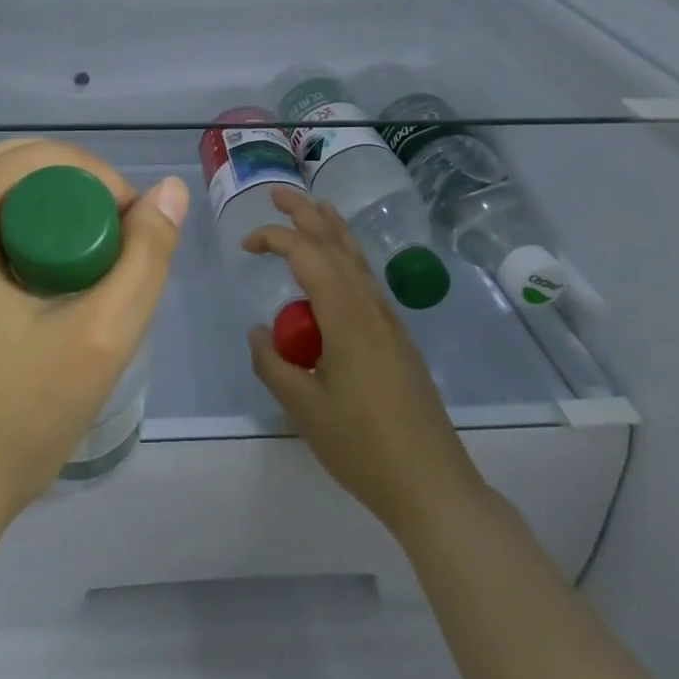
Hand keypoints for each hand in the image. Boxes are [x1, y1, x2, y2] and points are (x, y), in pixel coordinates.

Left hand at [0, 139, 187, 535]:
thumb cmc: (7, 422)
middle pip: (19, 167)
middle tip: (112, 256)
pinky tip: (39, 285)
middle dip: (76, 198)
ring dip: (48, 216)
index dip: (103, 183)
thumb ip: (145, 257)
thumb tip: (169, 190)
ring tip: (83, 275)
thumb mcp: (98, 339)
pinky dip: (16, 234)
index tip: (132, 238)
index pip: (46, 156)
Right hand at [244, 187, 485, 540]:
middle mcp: (369, 305)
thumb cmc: (363, 446)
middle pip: (336, 242)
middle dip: (306, 212)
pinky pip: (366, 278)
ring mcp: (388, 320)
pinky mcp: (397, 336)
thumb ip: (272, 364)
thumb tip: (256, 330)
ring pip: (357, 256)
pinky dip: (346, 255)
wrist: (432, 484)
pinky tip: (338, 266)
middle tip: (277, 193)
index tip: (246, 245)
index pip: (306, 254)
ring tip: (312, 208)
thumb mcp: (304, 409)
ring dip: (331, 227)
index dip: (274, 239)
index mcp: (345, 315)